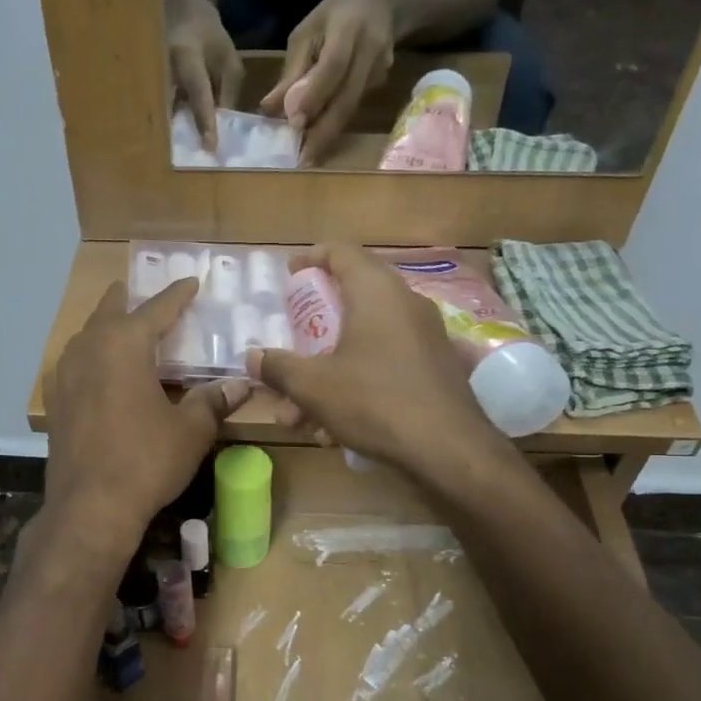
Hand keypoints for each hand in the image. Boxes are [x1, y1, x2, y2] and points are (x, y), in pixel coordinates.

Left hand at [44, 277, 250, 557]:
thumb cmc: (146, 460)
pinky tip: (98, 371)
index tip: (191, 281)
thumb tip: (240, 385)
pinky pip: (75, 365)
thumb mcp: (190, 431)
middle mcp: (89, 349)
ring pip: (87, 337)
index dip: (177, 295)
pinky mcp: (56, 403)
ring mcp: (65, 376)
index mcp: (124, 344)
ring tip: (122, 328)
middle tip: (143, 293)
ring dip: (106, 327)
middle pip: (110, 312)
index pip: (156, 309)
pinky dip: (91, 357)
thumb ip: (213, 401)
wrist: (91, 507)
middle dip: (128, 300)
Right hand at [164, 0, 242, 151]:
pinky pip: (157, 108)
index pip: (199, 95)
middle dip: (183, 134)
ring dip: (172, 132)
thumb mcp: (227, 57)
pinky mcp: (146, 83)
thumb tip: (223, 122)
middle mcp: (162, 69)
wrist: (172, 5)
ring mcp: (150, 76)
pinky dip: (167, 123)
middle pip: (172, 110)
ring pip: (161, 111)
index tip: (210, 147)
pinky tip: (173, 139)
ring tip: (182, 153)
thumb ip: (228, 90)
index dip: (205, 122)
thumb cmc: (205, 33)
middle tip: (195, 158)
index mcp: (186, 57)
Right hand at [247, 244, 501, 474]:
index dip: (312, 258)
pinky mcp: (436, 369)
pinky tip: (334, 428)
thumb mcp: (313, 385)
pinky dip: (356, 384)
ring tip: (299, 413)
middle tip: (291, 346)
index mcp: (376, 292)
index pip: (342, 253)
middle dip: (313, 331)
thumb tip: (253, 357)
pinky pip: (386, 364)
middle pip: (352, 300)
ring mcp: (426, 337)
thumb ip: (279, 367)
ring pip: (365, 343)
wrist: (447, 448)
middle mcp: (405, 304)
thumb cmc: (373, 401)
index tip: (290, 273)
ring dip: (328, 372)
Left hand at [261, 0, 397, 165]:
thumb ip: (291, 71)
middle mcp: (370, 50)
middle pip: (347, 98)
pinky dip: (335, 124)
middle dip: (324, 131)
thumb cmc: (334, 16)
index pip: (333, 66)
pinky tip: (319, 138)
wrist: (382, 2)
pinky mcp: (381, 83)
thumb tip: (269, 108)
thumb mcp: (307, 32)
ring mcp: (380, 69)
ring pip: (351, 108)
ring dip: (328, 134)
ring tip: (308, 156)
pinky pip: (355, 107)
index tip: (295, 123)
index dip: (314, 96)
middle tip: (303, 159)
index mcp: (348, 28)